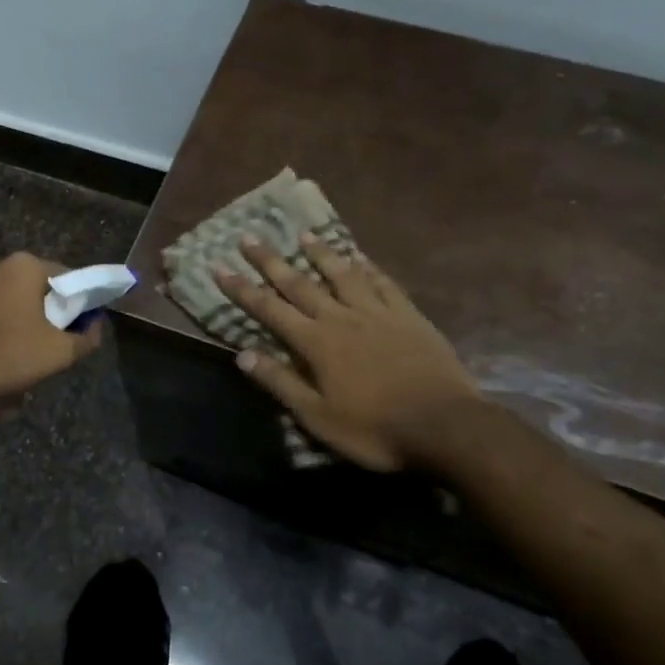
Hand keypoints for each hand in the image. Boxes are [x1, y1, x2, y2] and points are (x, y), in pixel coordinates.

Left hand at [0, 252, 104, 403]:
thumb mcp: (54, 354)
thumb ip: (84, 341)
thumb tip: (95, 328)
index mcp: (26, 267)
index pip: (71, 281)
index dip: (83, 310)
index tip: (80, 339)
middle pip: (38, 303)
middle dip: (44, 339)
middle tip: (44, 370)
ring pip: (9, 320)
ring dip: (17, 353)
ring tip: (11, 393)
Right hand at [215, 235, 480, 471]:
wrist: (444, 425)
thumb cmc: (374, 429)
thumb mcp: (317, 417)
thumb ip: (280, 383)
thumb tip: (242, 354)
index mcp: (316, 343)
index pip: (270, 309)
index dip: (242, 289)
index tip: (220, 267)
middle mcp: (342, 317)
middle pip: (300, 283)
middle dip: (271, 261)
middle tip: (250, 237)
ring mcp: (378, 312)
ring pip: (343, 274)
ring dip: (320, 253)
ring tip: (304, 234)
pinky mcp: (408, 315)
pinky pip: (384, 283)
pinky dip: (368, 267)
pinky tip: (360, 257)